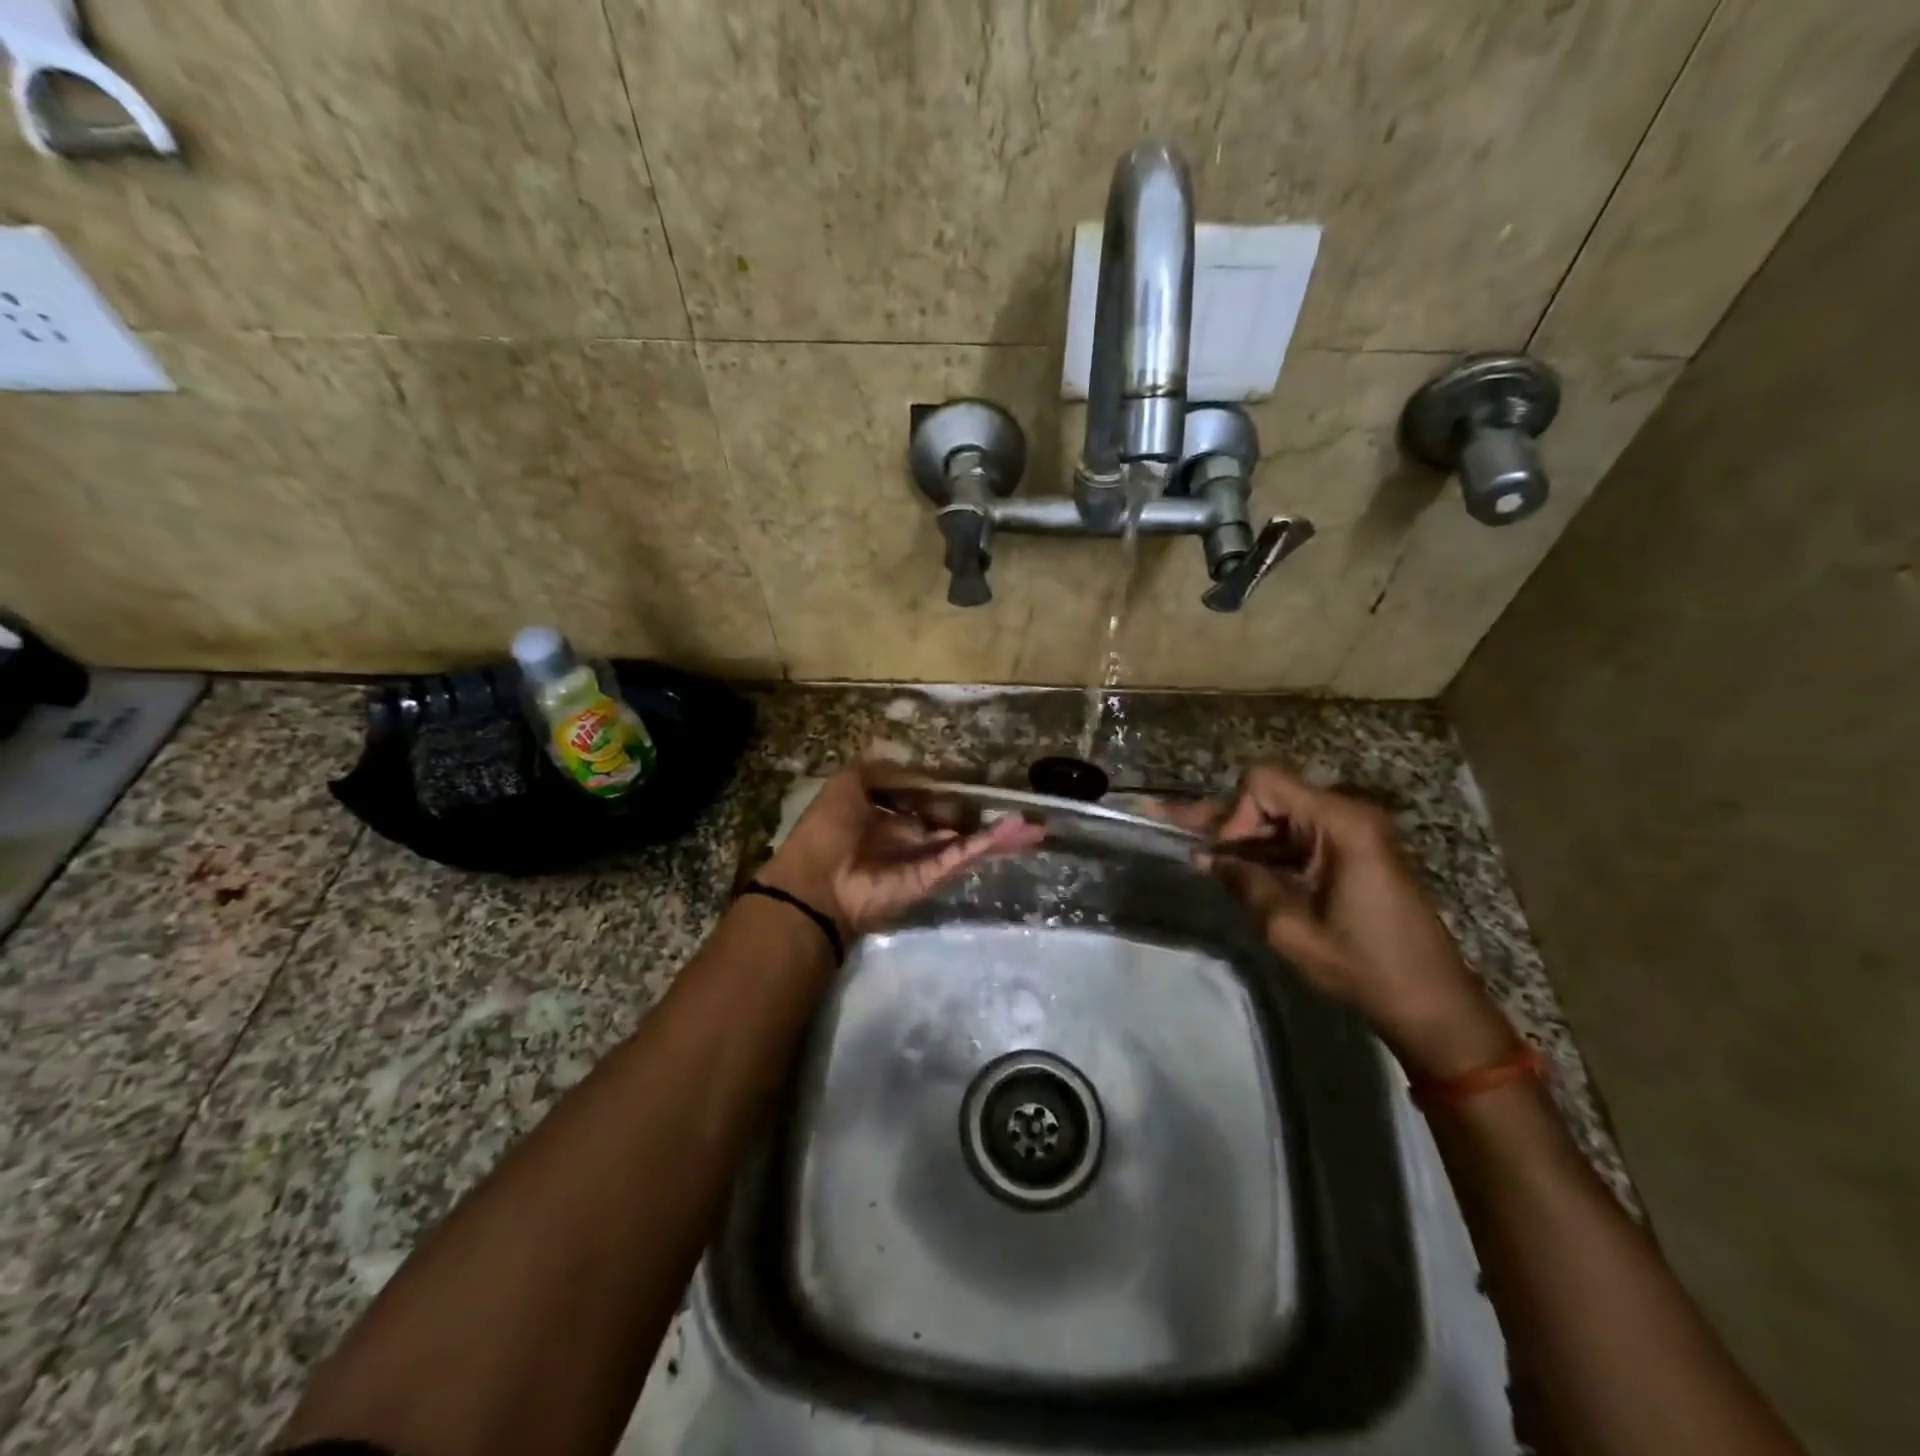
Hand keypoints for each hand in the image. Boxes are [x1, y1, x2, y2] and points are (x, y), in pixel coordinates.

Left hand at [757, 763, 1044, 938]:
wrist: (817, 881)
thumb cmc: (828, 828)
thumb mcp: (847, 782)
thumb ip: (878, 769)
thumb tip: (913, 765)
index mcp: (884, 815)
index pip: (925, 801)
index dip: (949, 793)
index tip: (975, 784)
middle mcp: (907, 838)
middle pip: (953, 825)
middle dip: (983, 817)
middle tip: (1019, 810)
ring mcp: (921, 860)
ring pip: (966, 843)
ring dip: (999, 834)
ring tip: (1035, 826)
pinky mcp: (930, 878)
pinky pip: (962, 857)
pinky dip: (988, 844)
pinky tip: (1017, 832)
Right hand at [1160, 764, 1516, 1079]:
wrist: (1432, 1004)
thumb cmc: (1363, 966)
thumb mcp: (1290, 928)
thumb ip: (1244, 883)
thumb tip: (1204, 858)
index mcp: (1340, 824)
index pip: (1265, 784)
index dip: (1234, 813)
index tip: (1223, 856)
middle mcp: (1348, 816)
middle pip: (1271, 797)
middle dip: (1226, 820)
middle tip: (1174, 828)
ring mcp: (1353, 834)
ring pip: (1280, 818)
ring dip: (1242, 838)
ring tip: (1197, 852)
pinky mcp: (1352, 854)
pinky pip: (1297, 839)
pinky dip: (1266, 852)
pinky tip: (1233, 868)